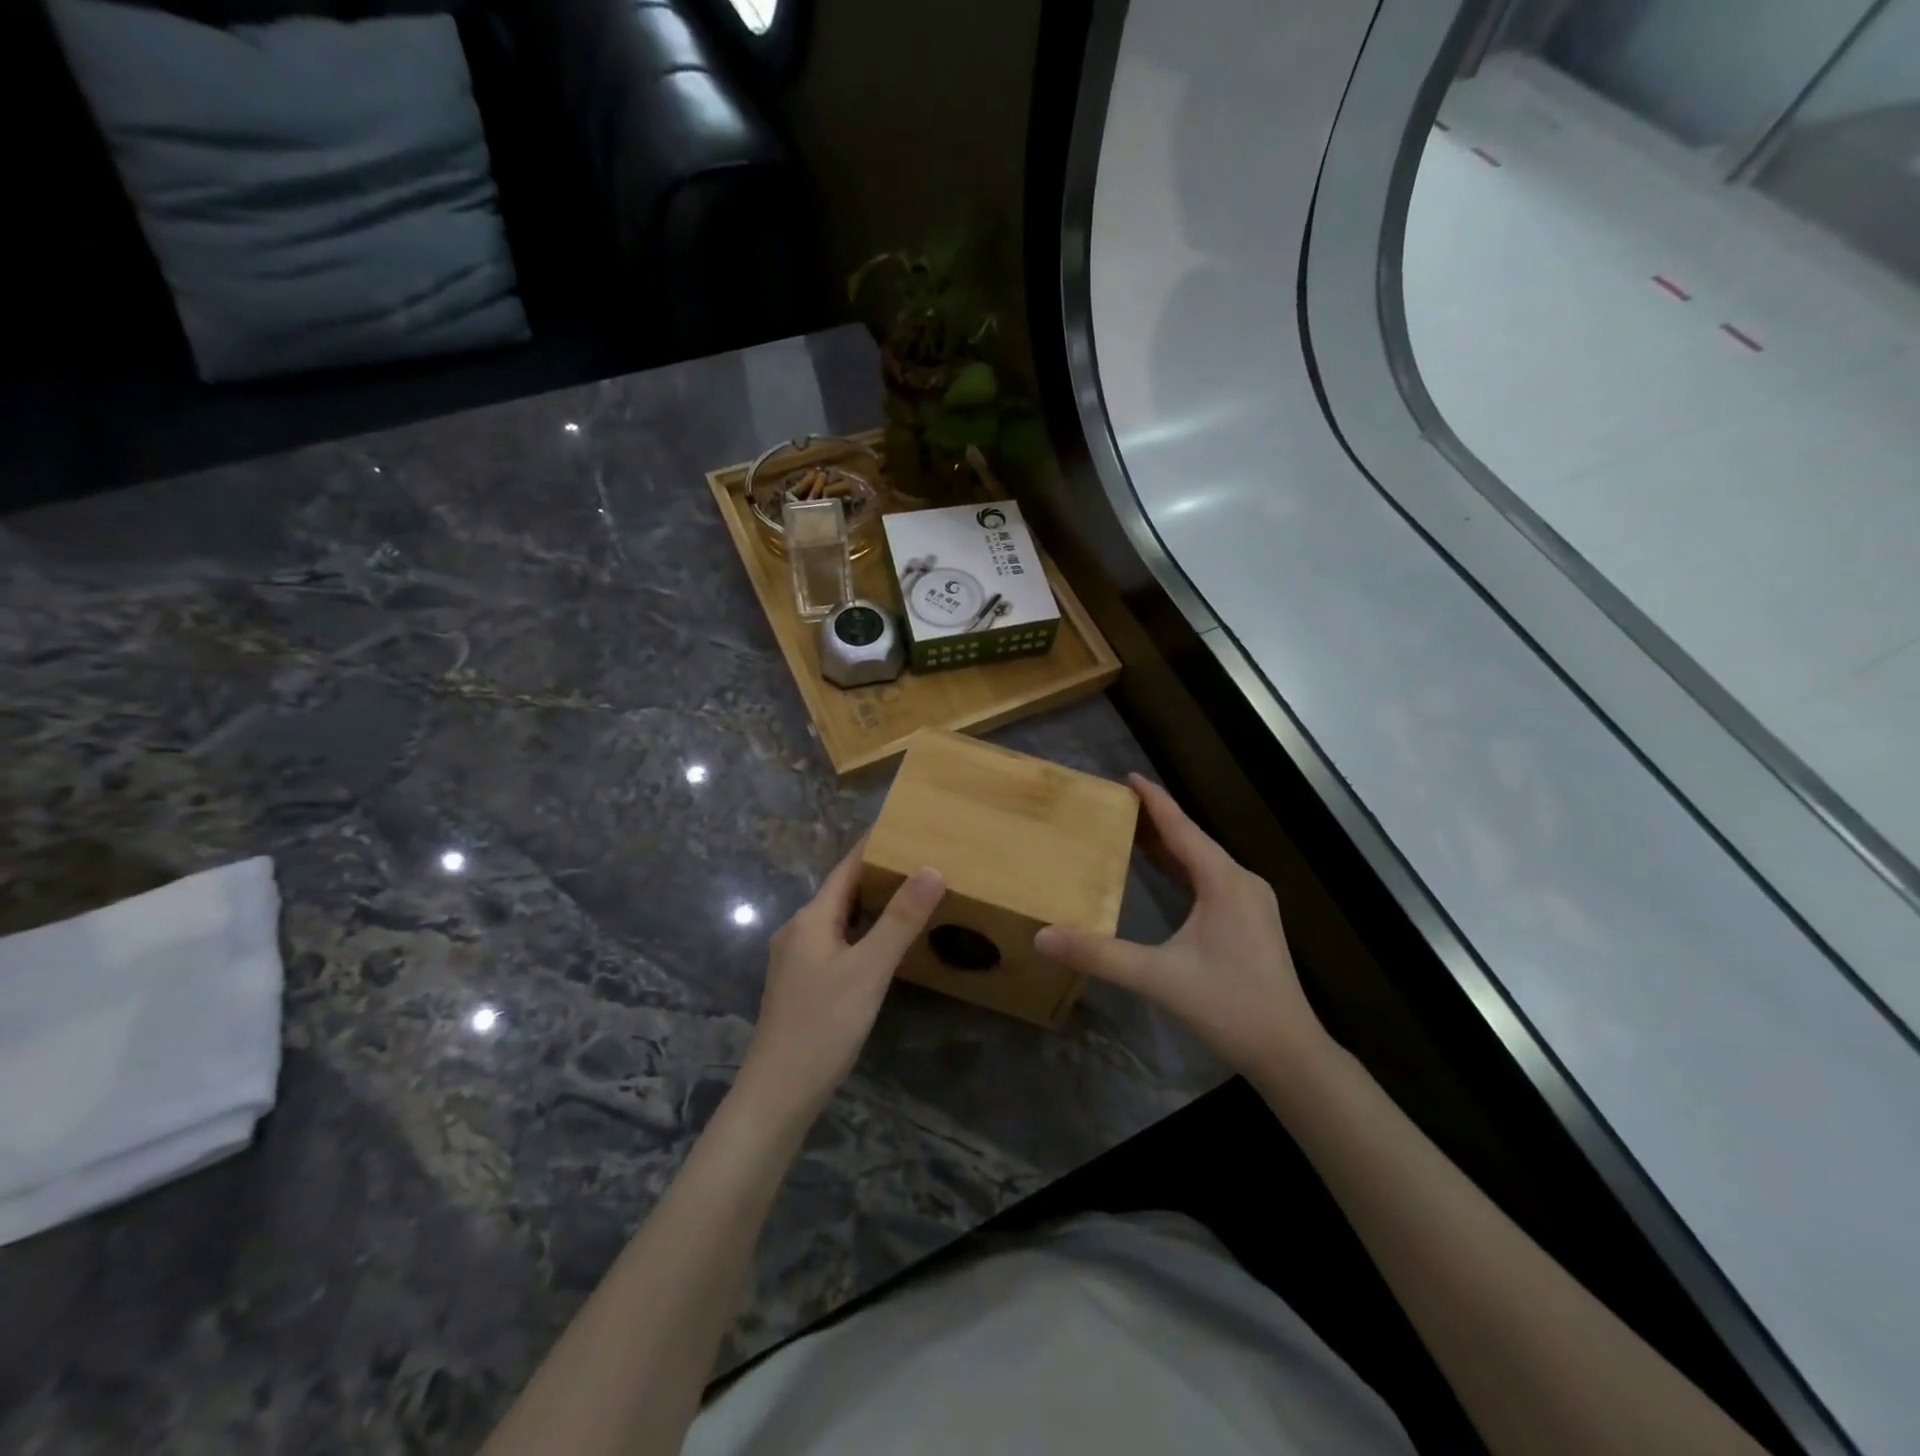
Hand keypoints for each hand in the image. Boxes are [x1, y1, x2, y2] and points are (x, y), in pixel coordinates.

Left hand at [738, 837, 943, 1121]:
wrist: (777, 1094)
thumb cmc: (823, 1025)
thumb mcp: (869, 970)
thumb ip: (900, 920)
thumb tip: (931, 868)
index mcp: (811, 918)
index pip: (847, 866)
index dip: (875, 844)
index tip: (906, 824)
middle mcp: (799, 930)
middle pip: (842, 890)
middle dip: (879, 873)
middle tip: (921, 858)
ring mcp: (797, 959)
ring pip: (840, 918)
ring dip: (872, 904)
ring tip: (912, 894)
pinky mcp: (802, 984)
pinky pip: (837, 942)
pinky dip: (863, 931)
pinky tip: (885, 944)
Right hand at [1035, 775, 1328, 1078]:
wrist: (1288, 1050)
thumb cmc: (1228, 1006)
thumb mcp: (1157, 978)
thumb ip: (1099, 955)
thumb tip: (1043, 936)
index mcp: (1224, 882)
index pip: (1182, 828)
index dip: (1154, 801)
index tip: (1128, 776)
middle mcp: (1242, 881)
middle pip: (1193, 839)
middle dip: (1156, 820)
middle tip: (1117, 804)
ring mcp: (1251, 902)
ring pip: (1204, 860)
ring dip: (1170, 845)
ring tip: (1132, 831)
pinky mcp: (1252, 921)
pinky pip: (1212, 880)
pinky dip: (1184, 869)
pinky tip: (1165, 873)